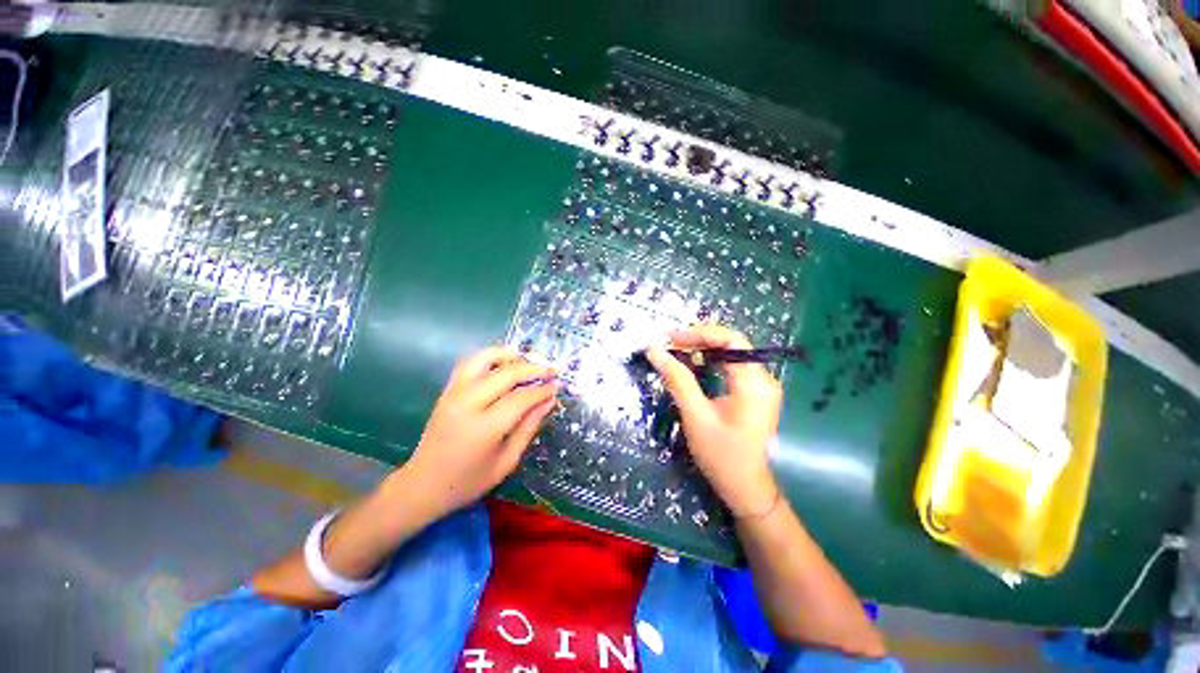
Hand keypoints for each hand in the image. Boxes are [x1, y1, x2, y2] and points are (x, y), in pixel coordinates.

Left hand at [402, 346, 557, 518]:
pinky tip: (504, 361)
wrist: (422, 486)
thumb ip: (529, 428)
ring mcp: (454, 394)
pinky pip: (469, 363)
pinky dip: (489, 356)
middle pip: (506, 374)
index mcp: (484, 428)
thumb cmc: (468, 481)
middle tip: (551, 370)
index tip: (556, 387)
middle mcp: (467, 404)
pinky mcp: (446, 391)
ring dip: (510, 355)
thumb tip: (549, 401)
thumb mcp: (506, 462)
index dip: (542, 390)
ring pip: (484, 360)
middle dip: (533, 369)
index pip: (521, 398)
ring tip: (528, 359)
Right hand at [646, 325, 781, 516]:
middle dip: (698, 339)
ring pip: (730, 353)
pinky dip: (709, 360)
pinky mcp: (754, 392)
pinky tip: (692, 363)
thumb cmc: (721, 456)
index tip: (671, 338)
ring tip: (675, 350)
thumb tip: (654, 350)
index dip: (700, 333)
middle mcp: (763, 378)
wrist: (745, 488)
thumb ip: (677, 380)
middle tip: (668, 344)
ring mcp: (761, 385)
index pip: (731, 340)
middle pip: (730, 343)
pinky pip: (731, 365)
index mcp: (754, 383)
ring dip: (702, 348)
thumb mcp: (695, 416)